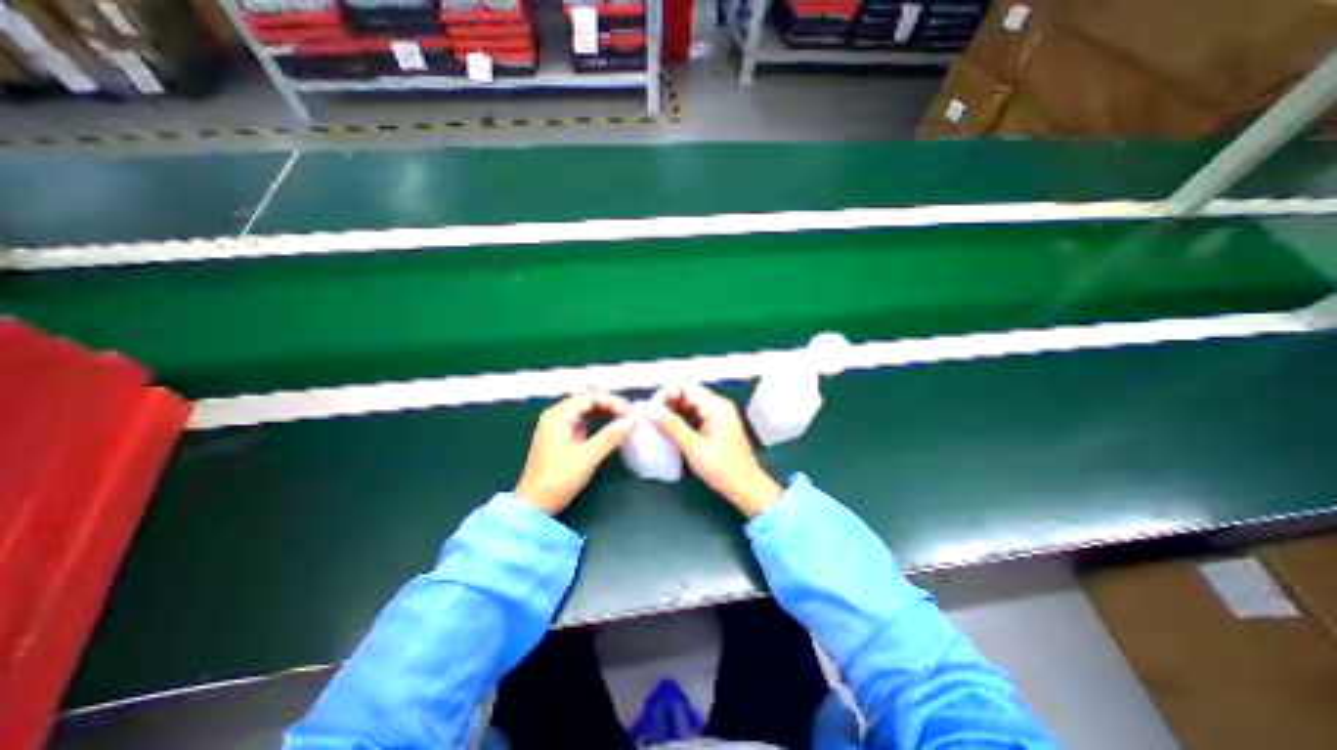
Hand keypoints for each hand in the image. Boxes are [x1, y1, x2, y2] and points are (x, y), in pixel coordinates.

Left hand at [512, 388, 634, 515]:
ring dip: (605, 411)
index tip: (629, 413)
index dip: (612, 401)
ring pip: (586, 409)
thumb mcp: (588, 456)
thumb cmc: (558, 478)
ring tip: (624, 418)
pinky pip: (584, 420)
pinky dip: (598, 420)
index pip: (590, 396)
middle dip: (609, 403)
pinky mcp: (563, 436)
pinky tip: (611, 425)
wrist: (535, 503)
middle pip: (587, 399)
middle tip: (629, 414)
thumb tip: (631, 422)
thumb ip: (611, 436)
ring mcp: (559, 425)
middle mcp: (557, 415)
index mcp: (558, 415)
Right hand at [650, 383, 785, 516]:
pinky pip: (692, 414)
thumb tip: (650, 410)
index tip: (650, 408)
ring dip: (671, 411)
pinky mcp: (713, 425)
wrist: (745, 487)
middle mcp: (717, 405)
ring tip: (654, 423)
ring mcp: (716, 415)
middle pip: (687, 393)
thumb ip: (671, 426)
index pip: (686, 387)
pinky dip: (679, 419)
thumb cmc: (723, 468)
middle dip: (667, 402)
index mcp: (716, 406)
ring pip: (688, 404)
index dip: (666, 394)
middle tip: (649, 416)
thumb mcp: (693, 447)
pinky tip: (667, 429)